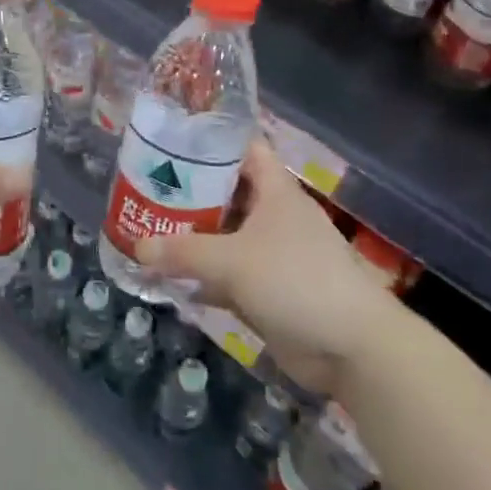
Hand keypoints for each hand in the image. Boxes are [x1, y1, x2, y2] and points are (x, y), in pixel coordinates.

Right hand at [138, 137, 391, 393]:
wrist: (352, 348)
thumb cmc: (296, 281)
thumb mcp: (233, 260)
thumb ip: (184, 252)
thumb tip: (138, 247)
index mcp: (274, 190)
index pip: (241, 148)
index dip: (209, 141)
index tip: (169, 142)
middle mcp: (273, 215)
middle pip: (226, 192)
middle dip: (188, 192)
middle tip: (145, 189)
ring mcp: (272, 253)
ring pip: (224, 235)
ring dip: (191, 236)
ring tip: (147, 229)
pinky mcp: (268, 289)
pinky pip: (227, 274)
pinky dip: (202, 276)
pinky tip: (168, 279)